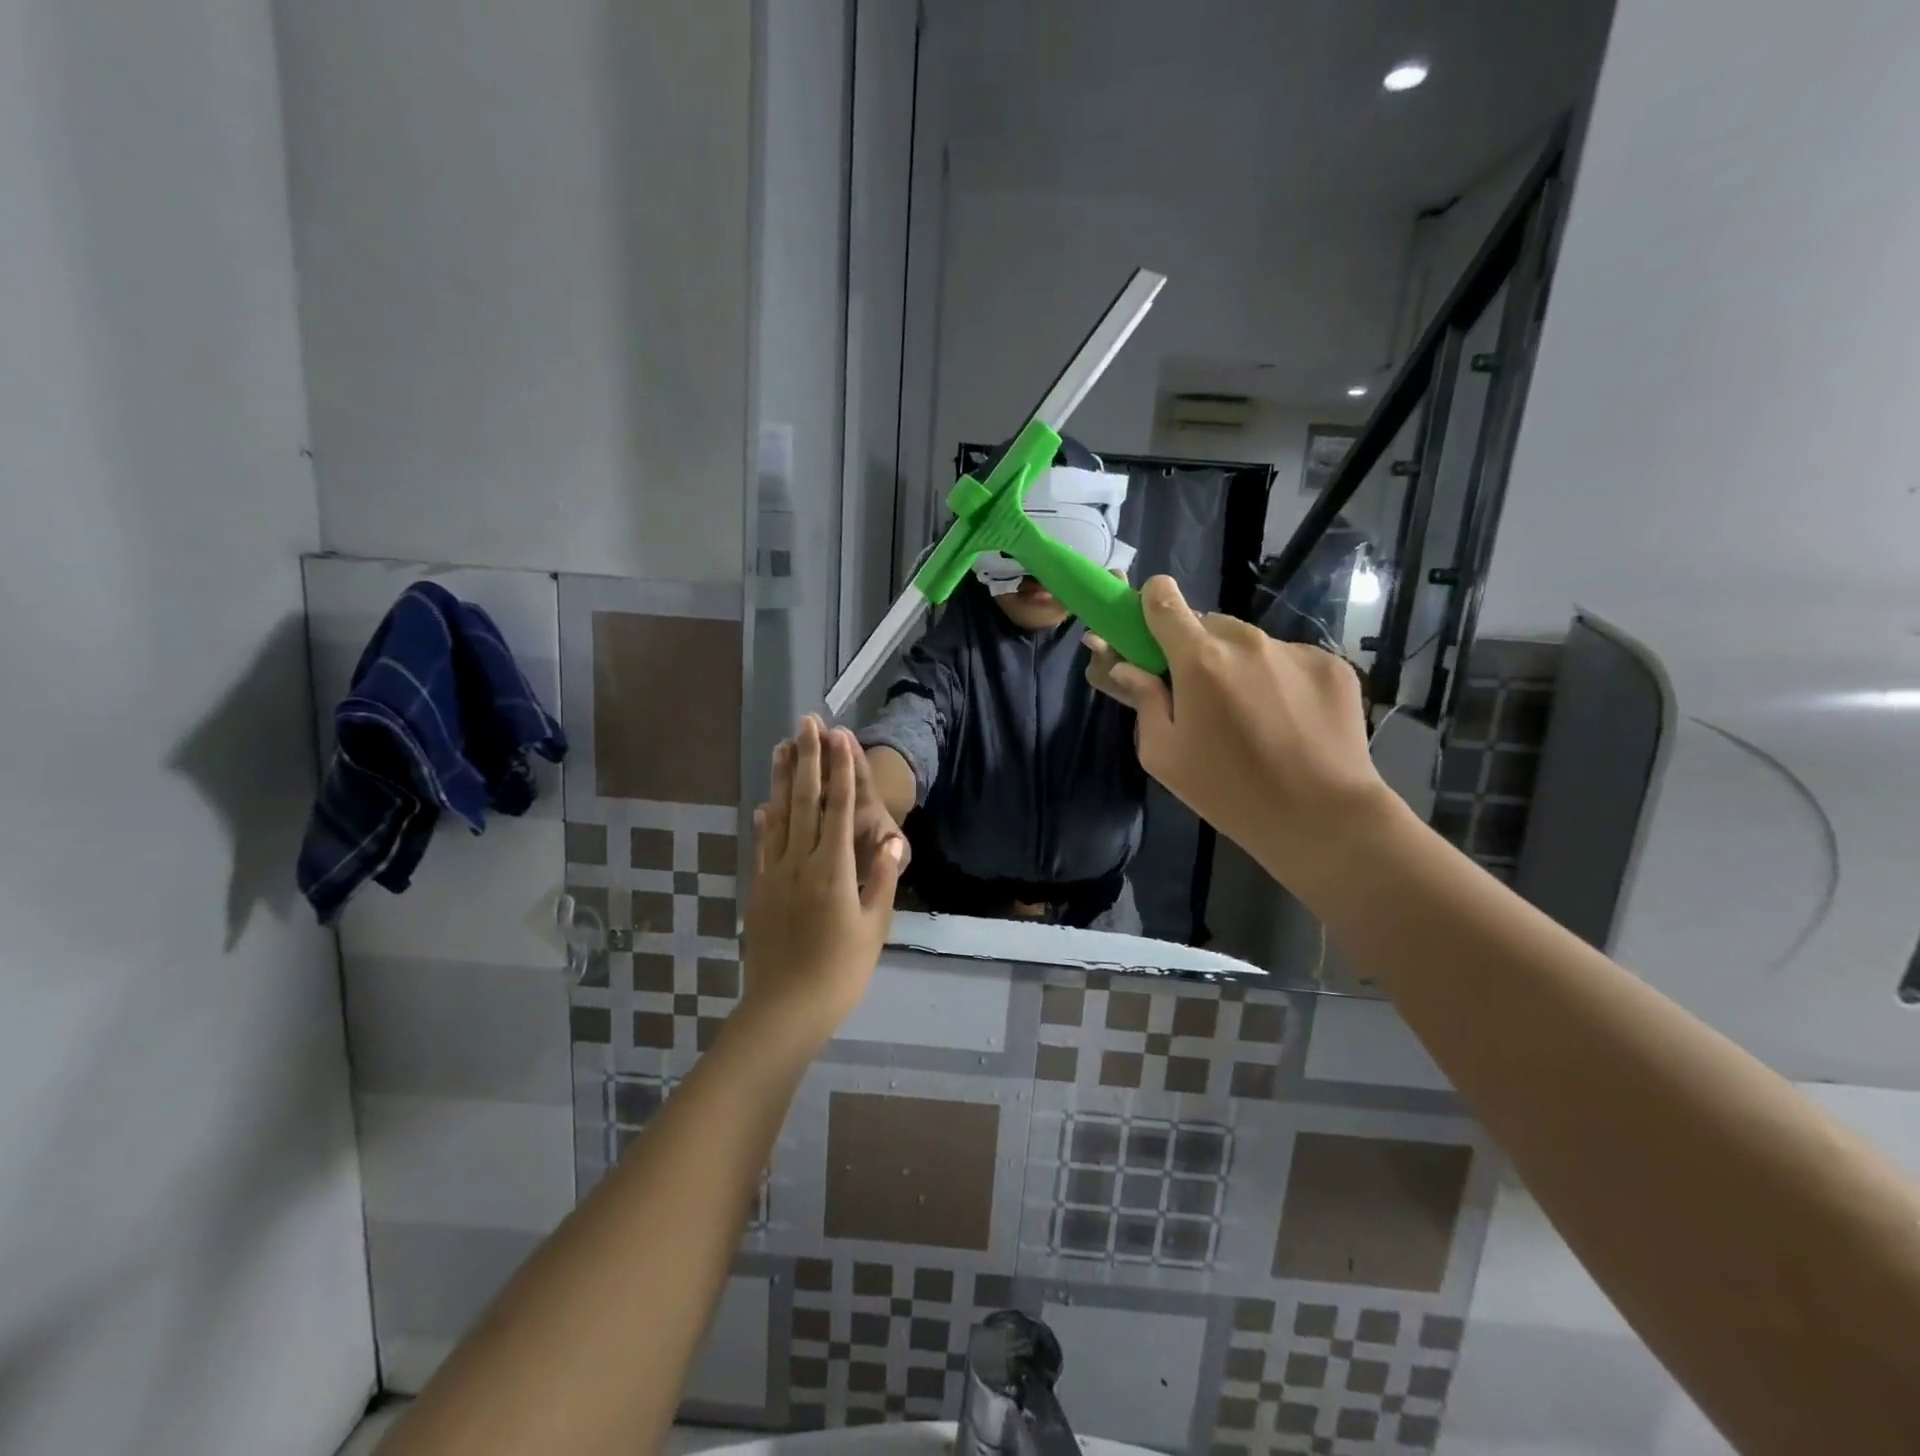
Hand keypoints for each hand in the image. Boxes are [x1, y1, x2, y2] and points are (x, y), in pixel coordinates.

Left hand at [740, 717, 905, 1050]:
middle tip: (806, 723)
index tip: (840, 737)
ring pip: (779, 816)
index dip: (840, 769)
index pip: (839, 808)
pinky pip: (762, 846)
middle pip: (806, 801)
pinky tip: (764, 804)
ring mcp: (775, 874)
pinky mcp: (759, 889)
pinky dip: (765, 820)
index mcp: (833, 869)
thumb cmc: (840, 971)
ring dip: (783, 779)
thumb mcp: (874, 928)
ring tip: (782, 747)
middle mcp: (800, 862)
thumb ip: (883, 879)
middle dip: (809, 759)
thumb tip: (894, 838)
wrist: (785, 1009)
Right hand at [1084, 576, 1396, 897]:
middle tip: (1202, 697)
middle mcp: (1246, 641)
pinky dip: (1280, 680)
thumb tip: (1129, 667)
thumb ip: (1143, 700)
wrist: (1322, 816)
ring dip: (1240, 666)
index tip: (1150, 629)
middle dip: (1197, 651)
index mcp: (1198, 660)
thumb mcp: (1164, 755)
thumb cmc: (1229, 791)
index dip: (1152, 605)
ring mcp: (1294, 649)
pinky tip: (1289, 721)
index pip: (1164, 599)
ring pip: (1250, 643)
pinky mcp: (1331, 664)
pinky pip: (1289, 659)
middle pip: (1207, 625)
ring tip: (1252, 716)